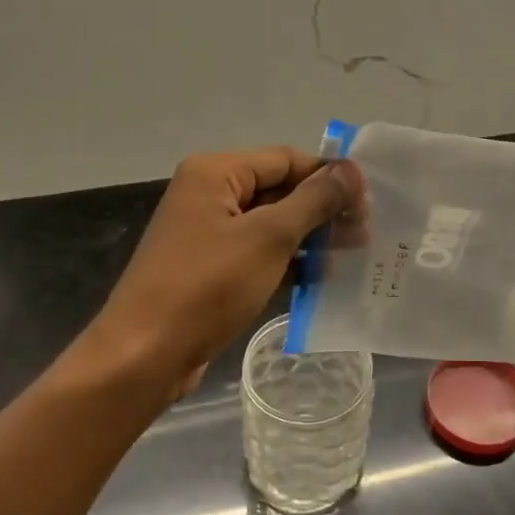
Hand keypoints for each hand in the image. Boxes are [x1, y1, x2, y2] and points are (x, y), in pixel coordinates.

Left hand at [80, 147, 359, 394]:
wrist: (145, 355)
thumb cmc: (208, 286)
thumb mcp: (269, 237)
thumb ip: (314, 200)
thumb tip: (351, 170)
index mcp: (215, 173)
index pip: (285, 159)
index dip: (328, 176)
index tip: (369, 201)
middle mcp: (208, 195)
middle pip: (279, 190)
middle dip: (322, 210)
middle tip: (365, 233)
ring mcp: (208, 234)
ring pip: (271, 225)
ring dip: (310, 238)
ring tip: (352, 255)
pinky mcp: (210, 270)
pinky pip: (258, 254)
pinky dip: (288, 262)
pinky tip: (321, 278)